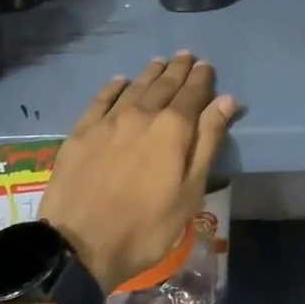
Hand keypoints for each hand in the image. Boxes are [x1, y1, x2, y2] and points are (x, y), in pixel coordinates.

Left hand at [40, 53, 235, 291]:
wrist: (79, 247)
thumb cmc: (146, 227)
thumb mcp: (189, 191)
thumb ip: (207, 142)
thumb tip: (225, 101)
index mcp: (172, 129)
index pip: (192, 94)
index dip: (201, 79)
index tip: (206, 66)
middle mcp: (141, 115)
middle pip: (163, 85)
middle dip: (177, 70)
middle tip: (185, 56)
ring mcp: (108, 122)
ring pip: (134, 88)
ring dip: (150, 73)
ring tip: (159, 62)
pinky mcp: (81, 133)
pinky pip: (100, 100)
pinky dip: (113, 88)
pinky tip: (120, 81)